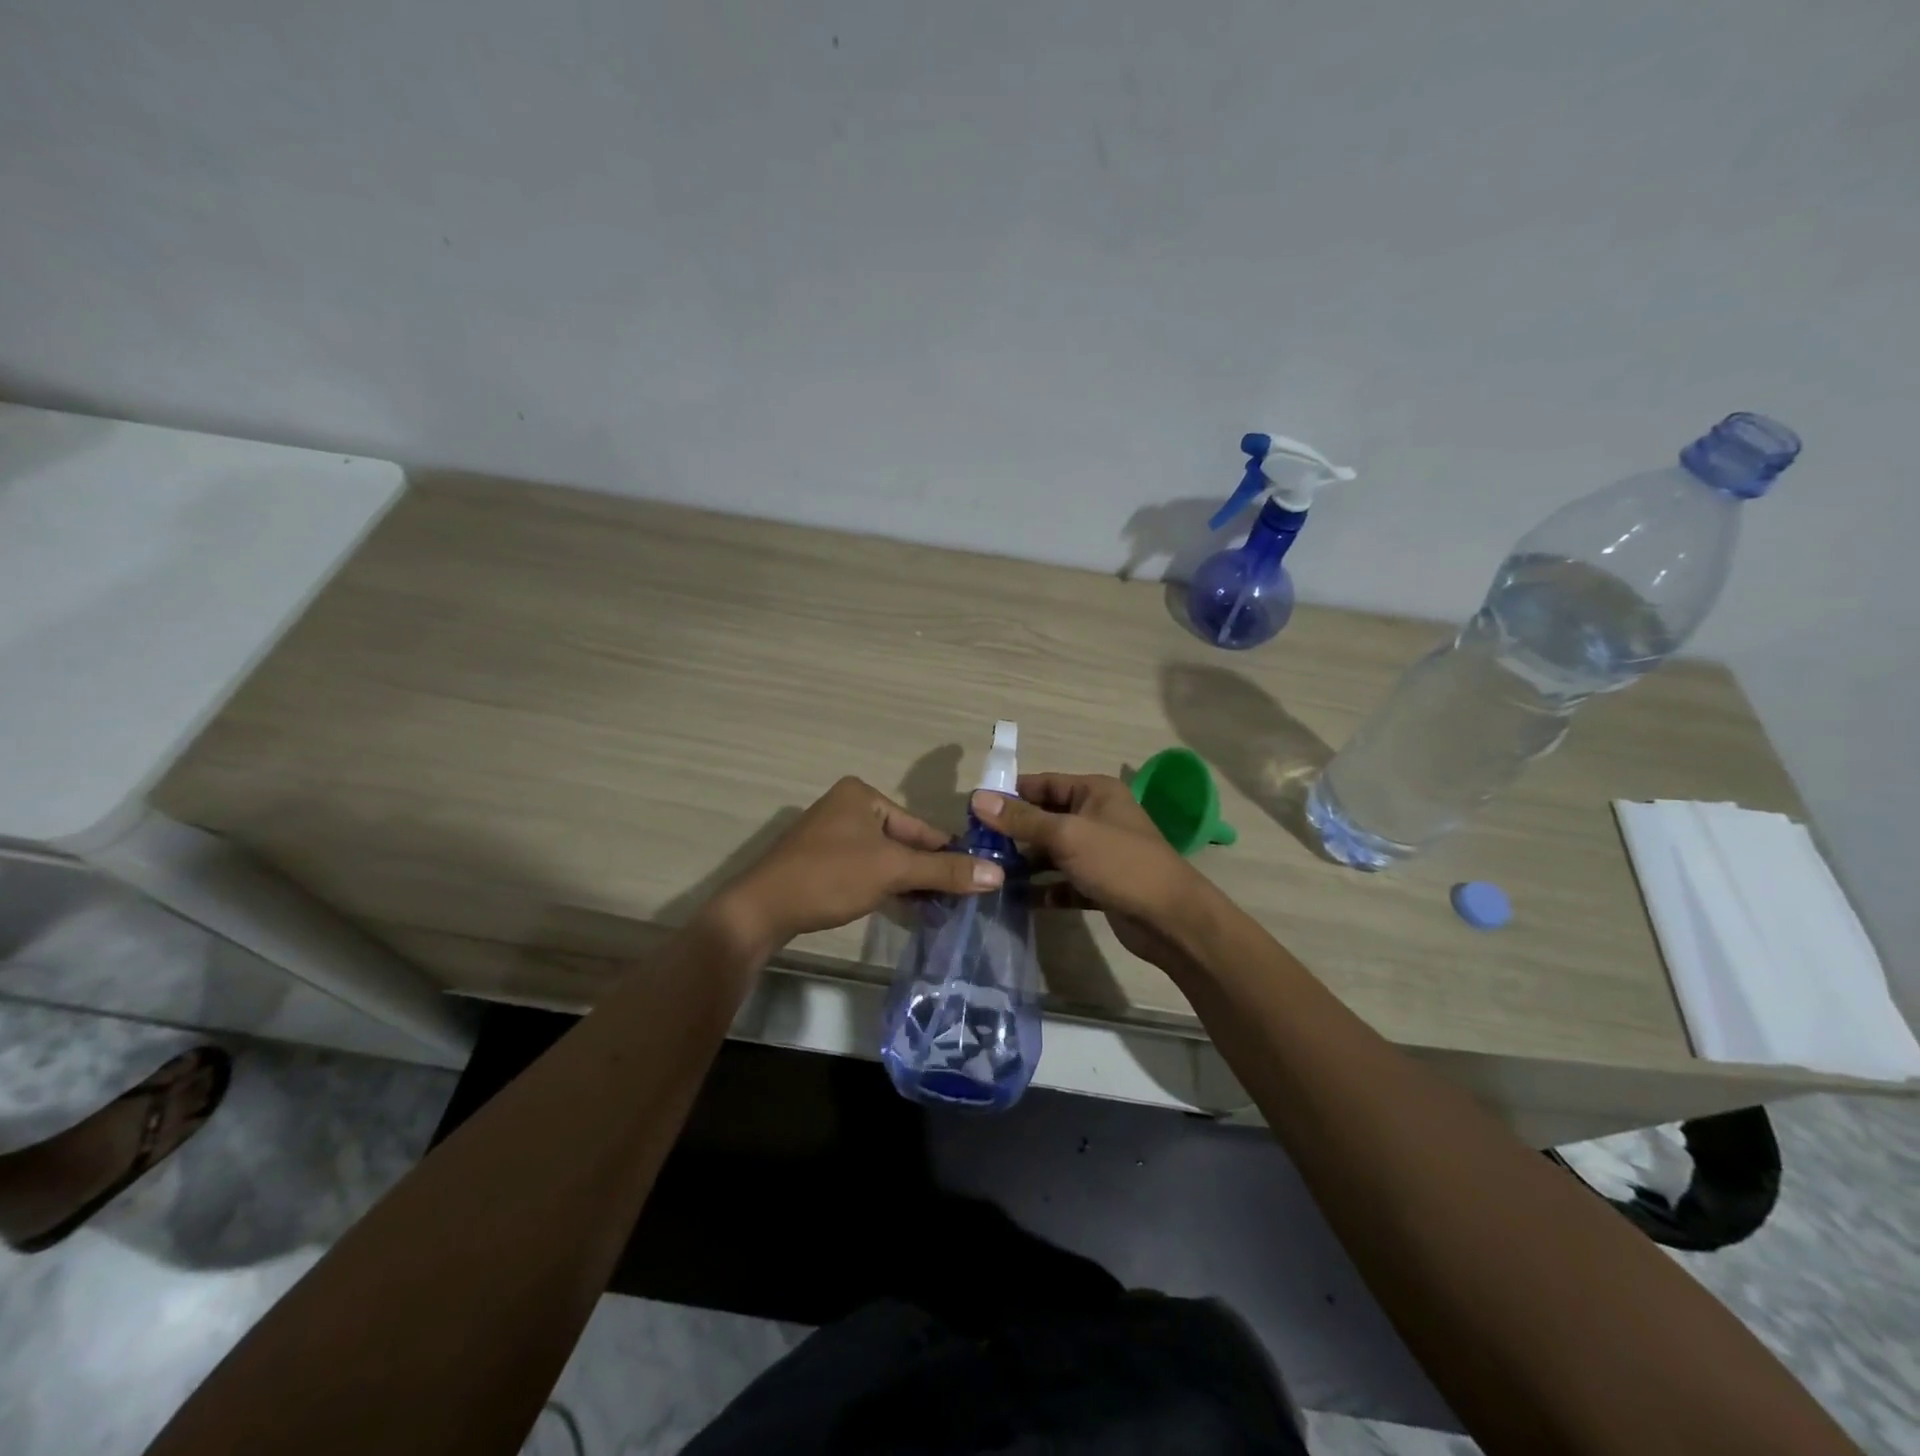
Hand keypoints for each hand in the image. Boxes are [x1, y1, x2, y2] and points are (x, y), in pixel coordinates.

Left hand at [715, 777, 1001, 952]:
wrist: (761, 909)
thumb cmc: (830, 876)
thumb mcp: (892, 870)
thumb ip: (944, 870)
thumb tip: (998, 873)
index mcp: (863, 795)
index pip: (920, 826)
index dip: (949, 854)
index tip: (978, 879)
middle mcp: (847, 807)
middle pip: (903, 843)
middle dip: (928, 872)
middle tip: (961, 901)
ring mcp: (831, 835)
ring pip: (885, 859)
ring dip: (910, 883)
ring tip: (940, 910)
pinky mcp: (821, 862)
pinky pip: (865, 870)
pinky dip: (885, 887)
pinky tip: (907, 909)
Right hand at [971, 774, 1210, 969]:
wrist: (1170, 919)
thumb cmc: (1119, 863)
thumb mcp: (1066, 835)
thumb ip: (1021, 819)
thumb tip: (977, 797)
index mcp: (1095, 792)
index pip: (1044, 783)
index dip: (1010, 794)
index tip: (974, 809)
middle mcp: (1097, 816)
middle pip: (1045, 817)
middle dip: (1014, 831)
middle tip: (976, 845)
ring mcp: (1099, 852)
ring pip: (1052, 851)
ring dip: (1025, 862)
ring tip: (990, 873)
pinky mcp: (1099, 884)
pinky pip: (1063, 881)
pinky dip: (1043, 888)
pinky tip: (1017, 899)